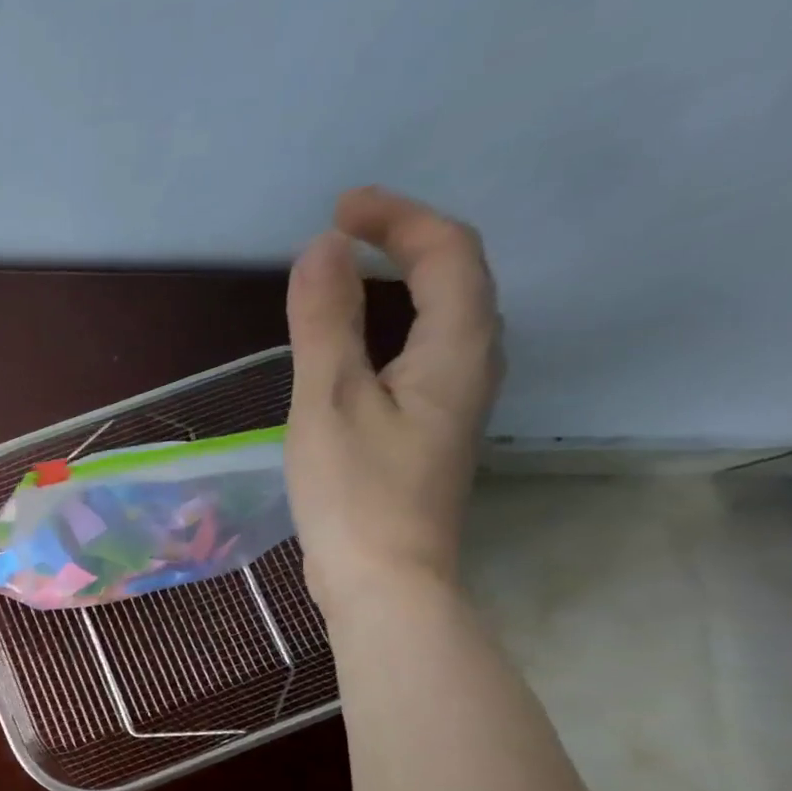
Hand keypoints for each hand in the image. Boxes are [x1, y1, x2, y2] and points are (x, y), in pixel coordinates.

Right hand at [285, 186, 502, 616]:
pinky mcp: (427, 433)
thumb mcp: (329, 402)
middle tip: (340, 235)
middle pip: (456, 279)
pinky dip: (388, 329)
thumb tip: (319, 248)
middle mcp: (472, 366)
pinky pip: (419, 355)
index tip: (338, 209)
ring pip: (441, 319)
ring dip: (398, 285)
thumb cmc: (355, 493)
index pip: (447, 252)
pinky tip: (351, 349)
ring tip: (343, 278)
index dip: (398, 218)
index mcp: (458, 349)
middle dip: (402, 243)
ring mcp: (453, 403)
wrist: (382, 581)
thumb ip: (325, 324)